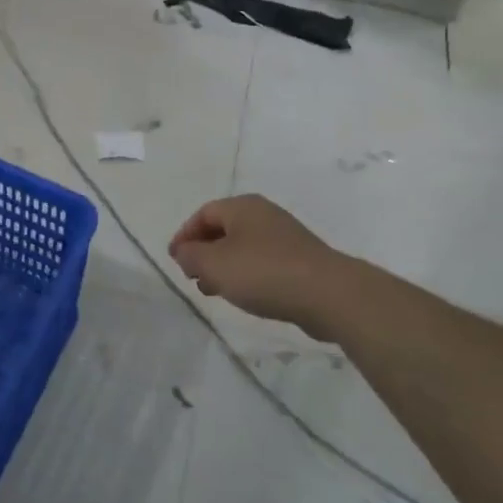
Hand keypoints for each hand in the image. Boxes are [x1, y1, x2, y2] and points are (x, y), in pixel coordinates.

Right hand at [168, 195, 344, 336]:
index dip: (184, 235)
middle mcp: (263, 214)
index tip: (174, 260)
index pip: (203, 214)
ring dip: (223, 266)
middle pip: (223, 229)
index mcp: (242, 206)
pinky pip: (262, 262)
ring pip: (242, 247)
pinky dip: (245, 274)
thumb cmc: (263, 272)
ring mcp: (284, 236)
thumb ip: (191, 256)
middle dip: (203, 252)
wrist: (328, 293)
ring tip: (213, 290)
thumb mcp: (214, 264)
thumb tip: (184, 252)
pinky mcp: (299, 260)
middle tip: (192, 276)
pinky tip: (244, 295)